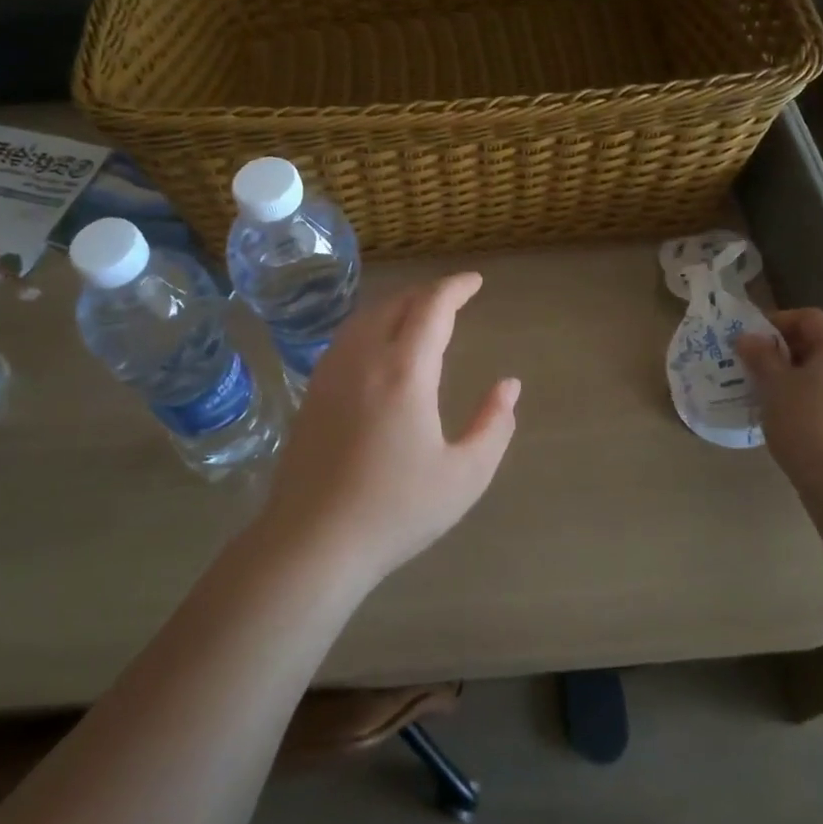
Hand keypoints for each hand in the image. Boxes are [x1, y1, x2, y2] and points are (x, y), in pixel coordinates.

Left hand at [258, 272, 520, 585]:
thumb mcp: (465, 475)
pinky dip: (372, 324)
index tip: (475, 282)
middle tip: (453, 298)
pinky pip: (347, 337)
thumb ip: (494, 425)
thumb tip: (509, 386)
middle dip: (428, 293)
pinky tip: (380, 346)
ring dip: (398, 305)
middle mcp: (365, 358)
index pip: (432, 307)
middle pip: (396, 303)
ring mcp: (332, 372)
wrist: (313, 541)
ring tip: (420, 315)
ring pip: (367, 317)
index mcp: (405, 371)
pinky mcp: (313, 391)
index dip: (455, 288)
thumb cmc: (396, 510)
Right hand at [735, 308, 822, 477]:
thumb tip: (747, 338)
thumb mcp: (774, 384)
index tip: (749, 342)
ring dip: (798, 376)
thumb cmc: (806, 421)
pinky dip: (814, 396)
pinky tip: (792, 416)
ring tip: (770, 394)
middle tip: (754, 368)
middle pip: (821, 344)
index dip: (775, 324)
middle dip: (785, 352)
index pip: (808, 318)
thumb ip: (760, 355)